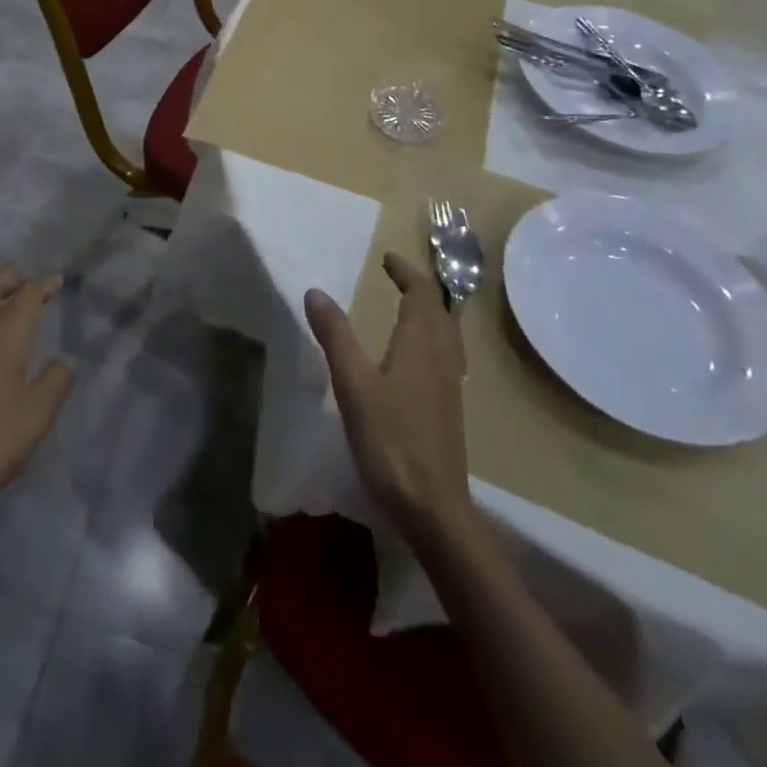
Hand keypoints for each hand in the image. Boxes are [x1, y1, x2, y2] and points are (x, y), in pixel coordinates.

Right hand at [305, 253, 471, 543]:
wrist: (433, 508)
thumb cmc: (391, 440)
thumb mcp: (353, 384)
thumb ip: (335, 336)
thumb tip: (316, 291)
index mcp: (421, 344)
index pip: (422, 294)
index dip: (406, 272)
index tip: (387, 259)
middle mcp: (442, 358)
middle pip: (439, 311)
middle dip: (420, 288)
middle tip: (396, 277)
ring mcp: (450, 385)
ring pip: (448, 335)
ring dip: (431, 312)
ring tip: (409, 308)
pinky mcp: (449, 409)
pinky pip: (447, 356)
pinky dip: (433, 338)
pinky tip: (418, 358)